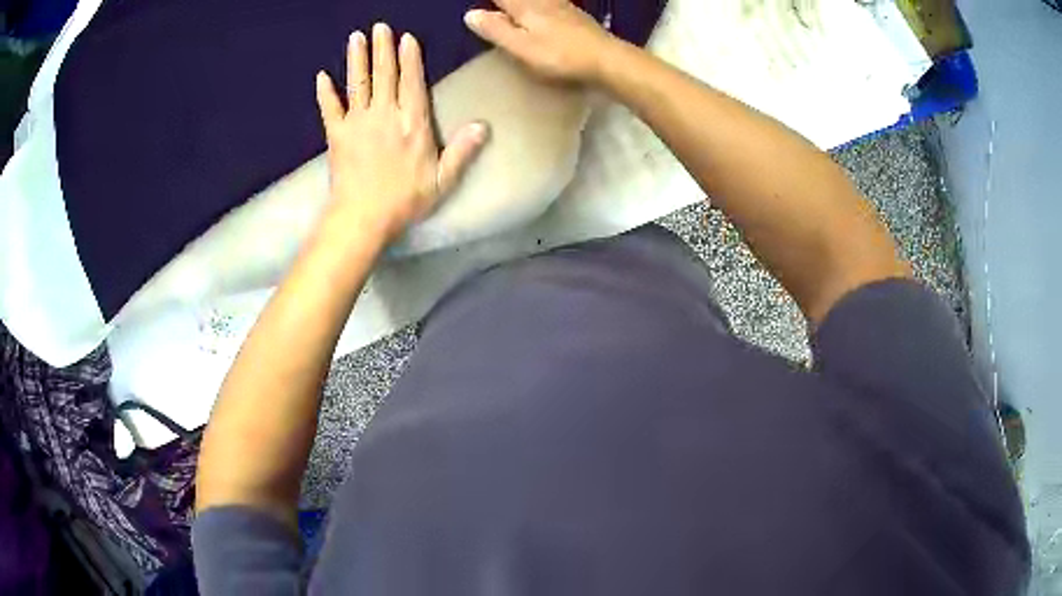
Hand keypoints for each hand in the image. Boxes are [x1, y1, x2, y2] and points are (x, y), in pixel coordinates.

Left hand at [315, 23, 487, 241]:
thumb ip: (462, 150)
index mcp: (412, 122)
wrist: (363, 217)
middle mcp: (384, 114)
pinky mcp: (336, 135)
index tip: (406, 38)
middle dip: (382, 48)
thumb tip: (483, 126)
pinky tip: (321, 76)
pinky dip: (325, 92)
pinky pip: (329, 108)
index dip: (409, 58)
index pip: (412, 81)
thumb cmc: (405, 199)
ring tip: (355, 37)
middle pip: (384, 74)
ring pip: (357, 83)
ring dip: (356, 59)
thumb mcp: (443, 179)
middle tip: (380, 26)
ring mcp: (357, 122)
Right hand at [465, 0, 617, 82]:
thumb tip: (471, 13)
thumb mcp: (521, 47)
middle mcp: (542, 1)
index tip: (478, 7)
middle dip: (505, 1)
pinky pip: (552, 3)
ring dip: (524, 2)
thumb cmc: (559, 56)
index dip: (491, 2)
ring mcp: (562, 6)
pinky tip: (544, 7)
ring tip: (512, 6)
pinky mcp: (576, 15)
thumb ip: (496, 30)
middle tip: (498, 6)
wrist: (606, 59)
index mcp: (524, 7)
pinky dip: (542, 3)